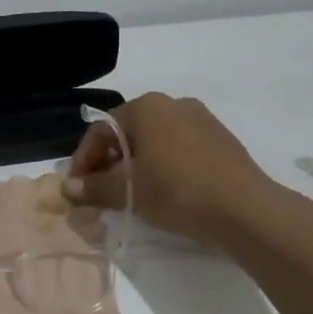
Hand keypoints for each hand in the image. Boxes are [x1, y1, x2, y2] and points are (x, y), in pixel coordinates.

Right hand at [64, 93, 281, 244]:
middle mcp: (174, 103)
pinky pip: (179, 149)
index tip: (78, 187)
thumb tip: (67, 189)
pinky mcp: (221, 140)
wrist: (246, 210)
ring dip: (136, 165)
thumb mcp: (127, 191)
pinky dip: (163, 166)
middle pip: (128, 132)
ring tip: (131, 194)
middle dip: (110, 161)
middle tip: (101, 191)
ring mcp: (202, 120)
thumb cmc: (176, 191)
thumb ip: (93, 187)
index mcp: (146, 106)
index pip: (101, 129)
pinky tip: (163, 192)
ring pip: (154, 141)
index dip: (84, 159)